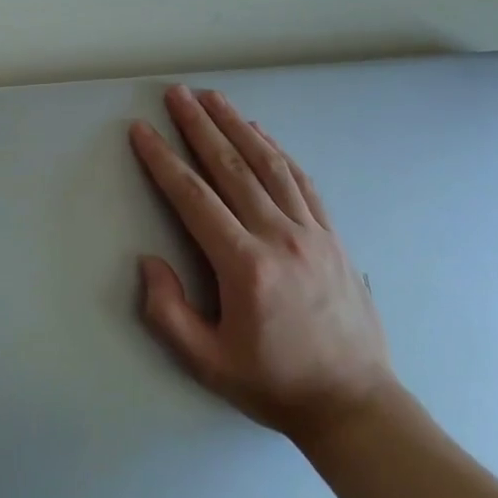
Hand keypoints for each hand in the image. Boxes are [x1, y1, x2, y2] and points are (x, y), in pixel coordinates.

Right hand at [129, 85, 394, 441]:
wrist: (355, 404)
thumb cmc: (275, 384)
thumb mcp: (209, 364)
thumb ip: (169, 313)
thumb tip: (149, 262)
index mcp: (245, 267)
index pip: (193, 198)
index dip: (163, 160)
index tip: (142, 130)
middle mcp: (279, 237)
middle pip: (231, 167)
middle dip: (199, 125)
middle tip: (177, 93)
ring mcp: (311, 232)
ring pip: (268, 164)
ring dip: (237, 125)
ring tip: (213, 97)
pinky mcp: (332, 235)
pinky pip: (301, 181)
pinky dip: (277, 151)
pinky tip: (260, 133)